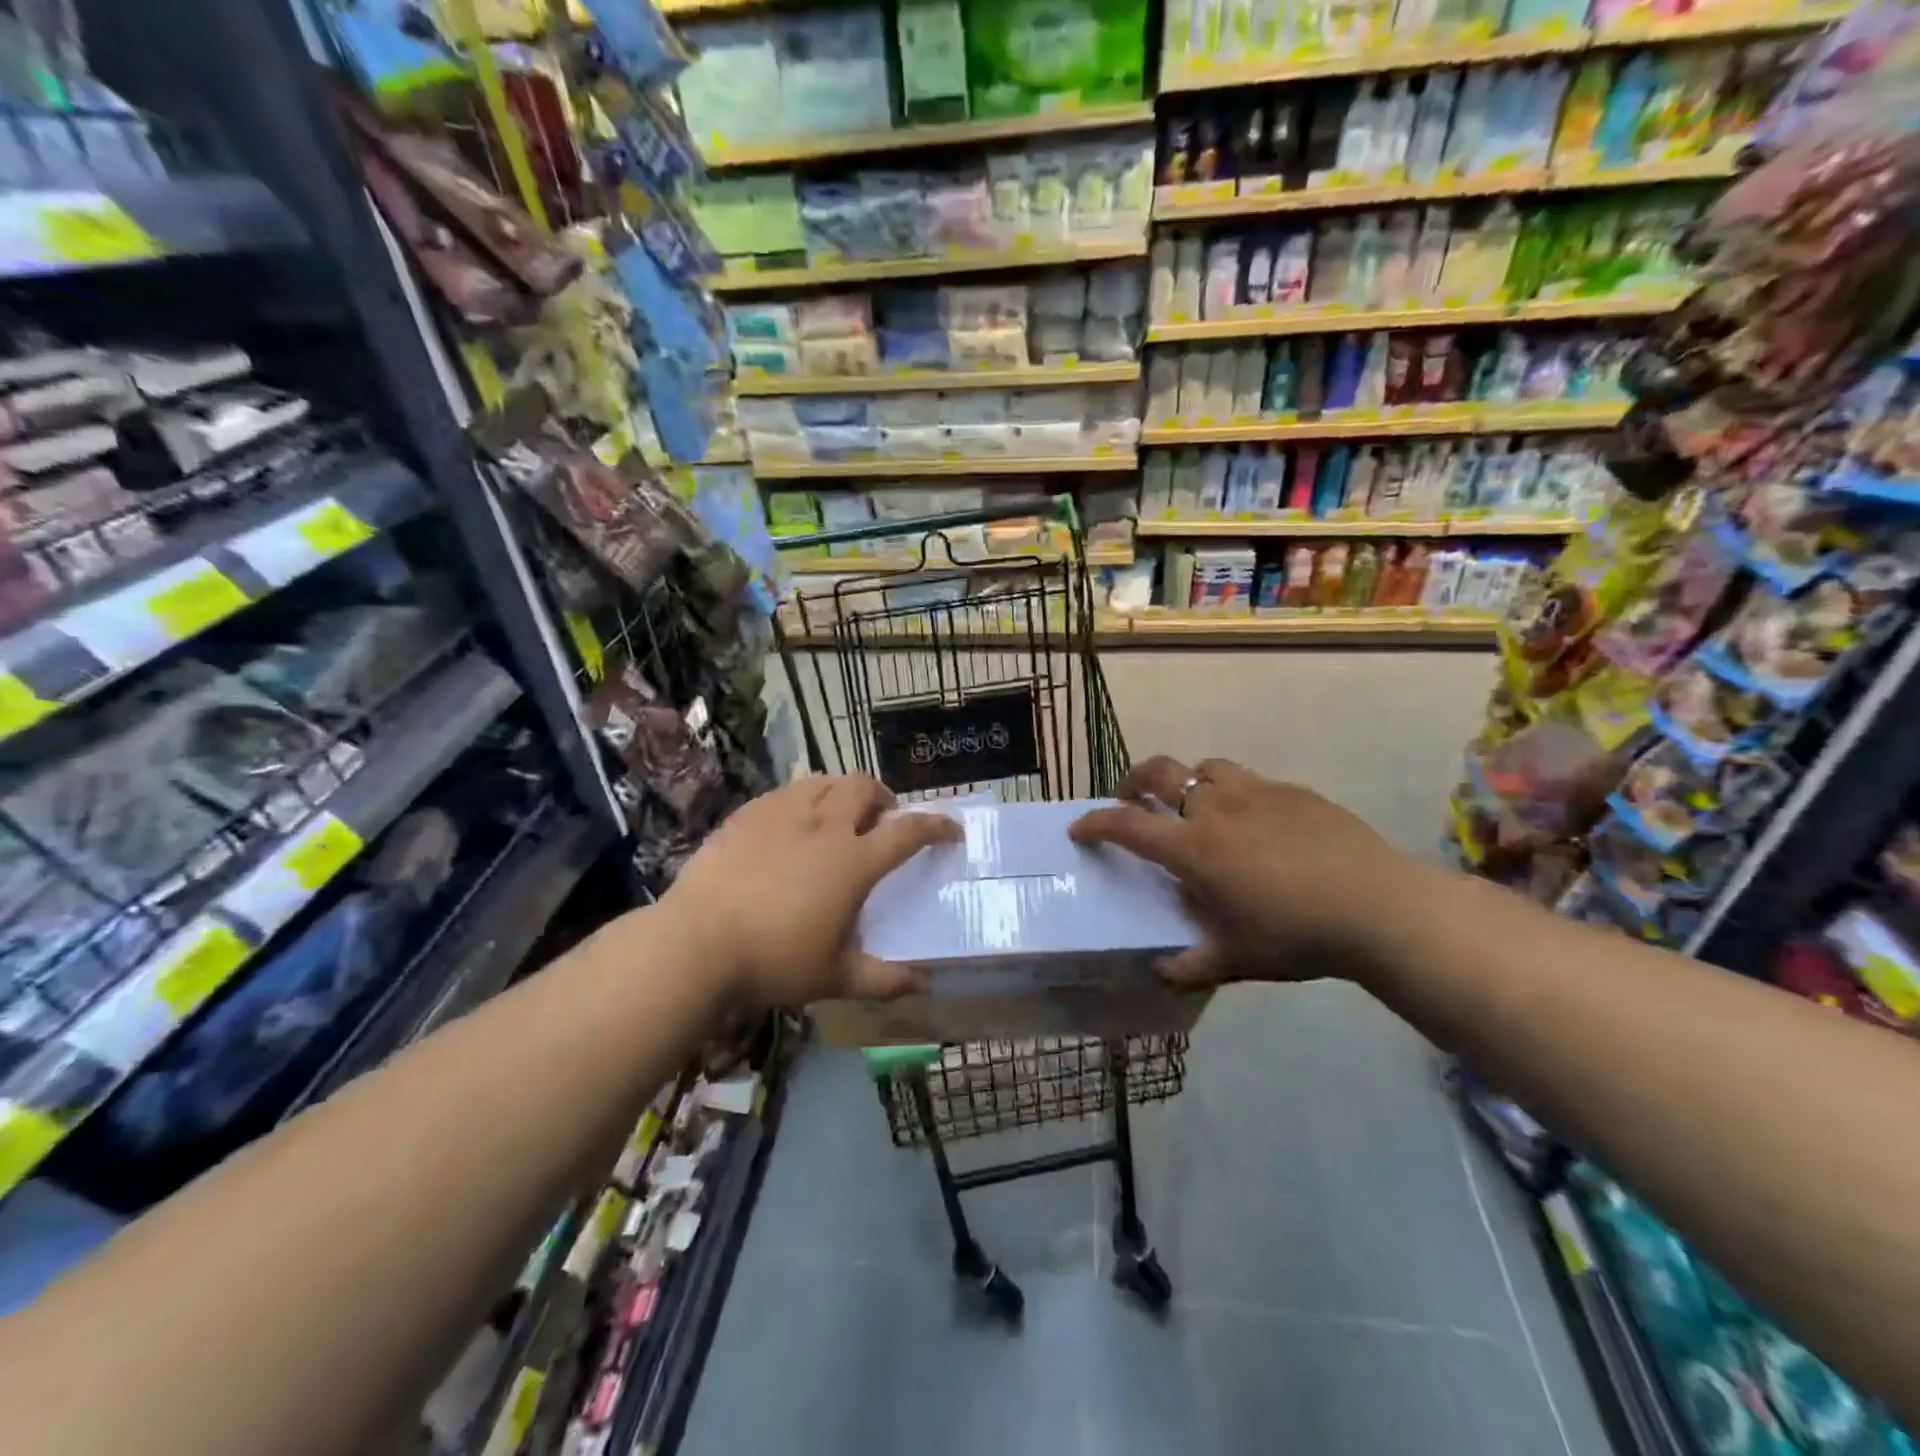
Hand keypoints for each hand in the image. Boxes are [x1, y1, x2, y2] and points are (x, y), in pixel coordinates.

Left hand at [662, 774, 960, 1006]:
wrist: (695, 943)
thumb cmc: (772, 961)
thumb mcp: (833, 978)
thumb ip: (882, 979)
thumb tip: (923, 982)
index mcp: (853, 862)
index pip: (908, 832)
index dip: (937, 825)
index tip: (951, 829)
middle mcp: (824, 826)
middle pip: (864, 787)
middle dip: (883, 796)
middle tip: (881, 818)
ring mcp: (783, 813)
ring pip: (824, 781)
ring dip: (841, 792)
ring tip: (837, 814)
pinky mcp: (748, 813)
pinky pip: (785, 791)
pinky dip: (802, 799)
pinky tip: (791, 823)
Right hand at [1070, 756, 1415, 986]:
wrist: (1380, 907)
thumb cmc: (1298, 935)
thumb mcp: (1238, 959)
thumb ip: (1191, 966)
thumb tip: (1160, 972)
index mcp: (1194, 848)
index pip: (1127, 824)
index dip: (1095, 823)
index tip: (1079, 828)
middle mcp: (1215, 808)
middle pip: (1158, 771)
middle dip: (1132, 781)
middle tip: (1131, 800)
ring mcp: (1256, 793)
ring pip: (1204, 767)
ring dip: (1186, 780)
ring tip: (1194, 805)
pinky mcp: (1293, 791)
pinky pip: (1250, 781)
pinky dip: (1235, 794)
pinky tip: (1256, 823)